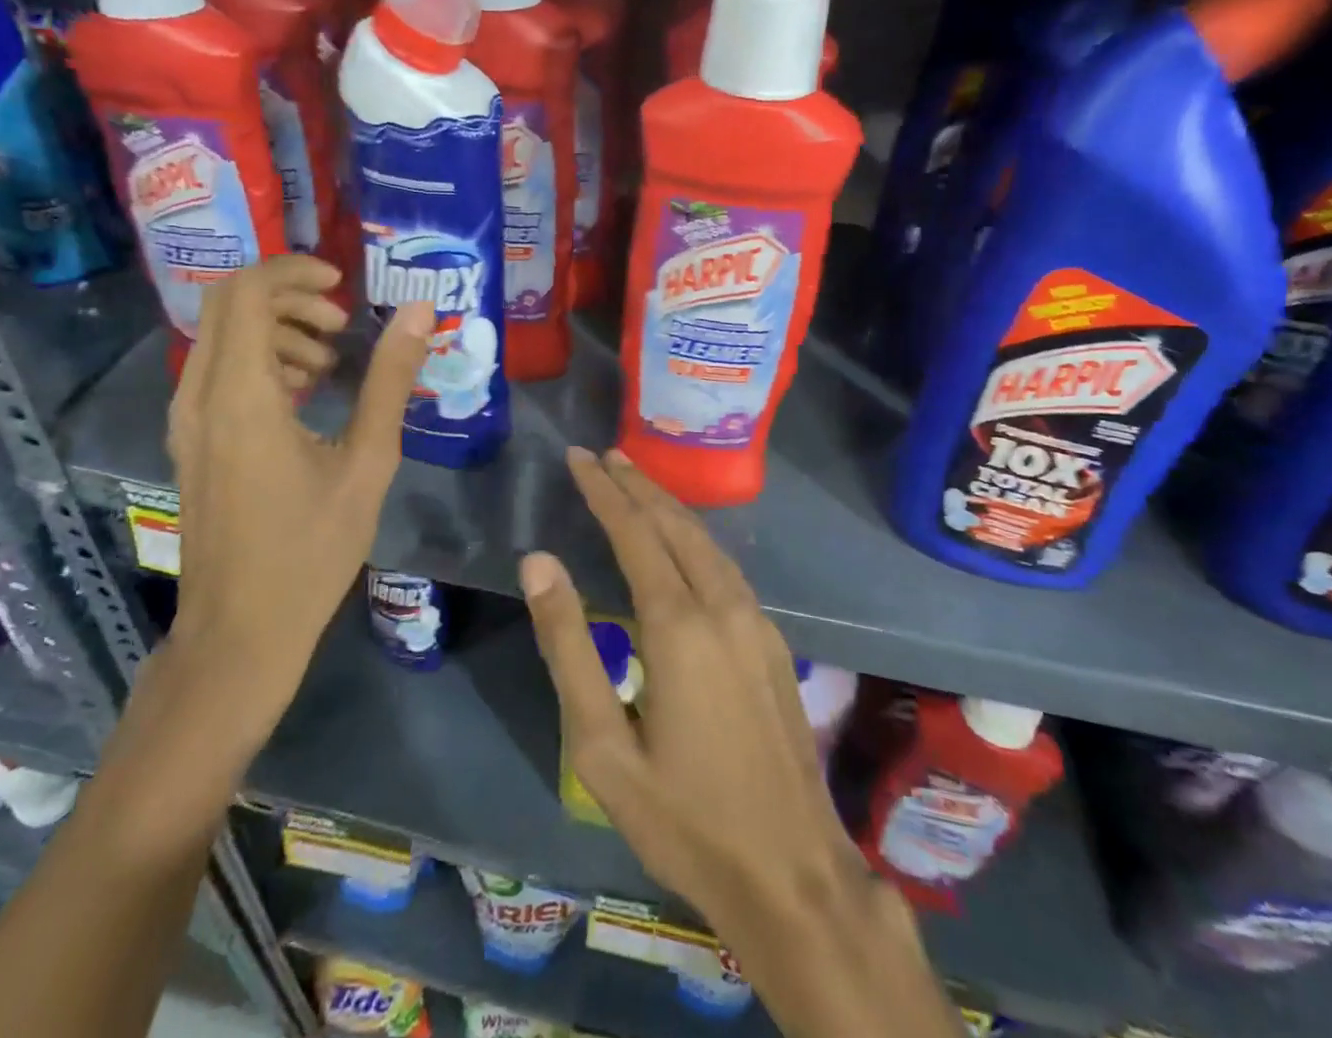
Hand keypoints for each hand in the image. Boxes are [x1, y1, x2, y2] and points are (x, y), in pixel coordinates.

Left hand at [166, 255, 432, 742]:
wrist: (240, 630)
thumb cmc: (311, 550)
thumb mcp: (367, 462)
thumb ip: (390, 381)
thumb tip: (420, 314)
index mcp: (242, 395)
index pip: (248, 292)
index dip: (295, 272)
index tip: (344, 287)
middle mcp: (201, 395)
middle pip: (229, 303)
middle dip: (289, 296)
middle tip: (342, 324)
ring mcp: (188, 419)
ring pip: (222, 335)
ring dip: (276, 328)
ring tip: (330, 364)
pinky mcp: (192, 440)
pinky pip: (219, 369)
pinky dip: (261, 359)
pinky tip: (304, 396)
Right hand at [523, 448, 952, 1037]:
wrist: (793, 875)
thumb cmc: (683, 818)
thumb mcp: (601, 745)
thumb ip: (568, 645)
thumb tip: (538, 562)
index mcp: (678, 624)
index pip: (634, 531)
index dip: (603, 491)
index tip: (578, 457)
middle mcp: (722, 606)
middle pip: (674, 523)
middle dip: (636, 484)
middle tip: (602, 455)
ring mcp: (756, 621)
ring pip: (706, 540)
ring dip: (667, 504)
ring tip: (634, 481)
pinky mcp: (772, 641)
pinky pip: (726, 566)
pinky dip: (694, 535)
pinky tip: (682, 539)